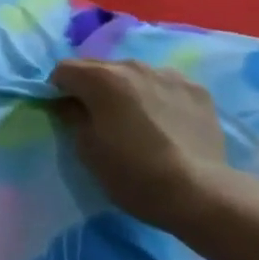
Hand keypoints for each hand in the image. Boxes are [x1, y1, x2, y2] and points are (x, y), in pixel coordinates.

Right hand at [48, 59, 254, 231]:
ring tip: (139, 122)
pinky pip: (166, 85)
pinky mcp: (196, 89)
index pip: (64, 69)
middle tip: (101, 120)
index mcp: (101, 79)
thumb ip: (72, 118)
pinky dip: (159, 98)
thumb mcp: (88, 152)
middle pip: (100, 68)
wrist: (200, 193)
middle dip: (94, 88)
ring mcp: (168, 74)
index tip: (65, 113)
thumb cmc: (134, 175)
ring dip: (128, 91)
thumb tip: (69, 104)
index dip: (58, 89)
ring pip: (135, 75)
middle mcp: (132, 66)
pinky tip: (168, 125)